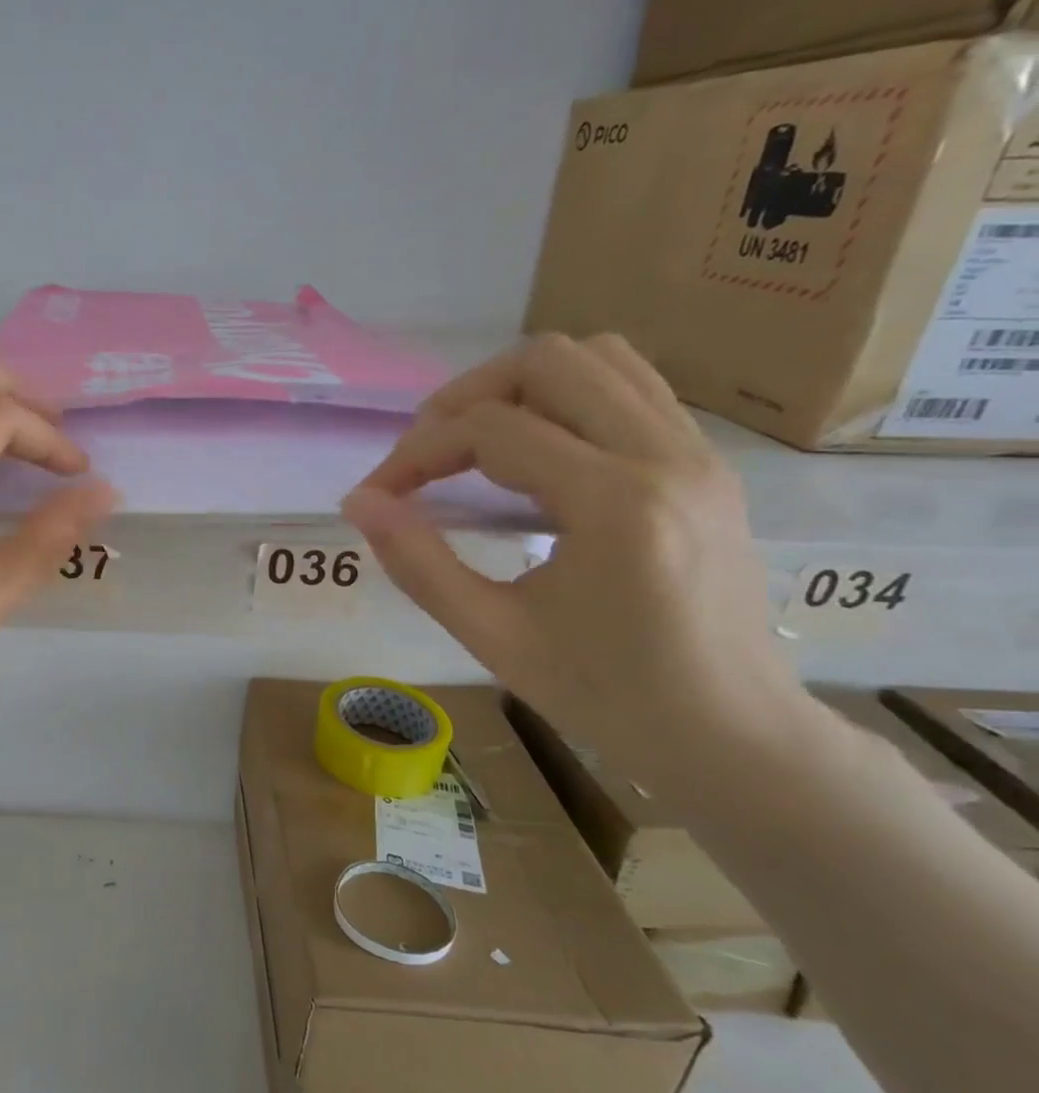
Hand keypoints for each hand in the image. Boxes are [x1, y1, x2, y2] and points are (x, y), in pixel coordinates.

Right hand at [343, 334, 801, 777]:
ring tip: (476, 444)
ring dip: (519, 387)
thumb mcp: (491, 636)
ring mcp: (698, 452)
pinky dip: (566, 399)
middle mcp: (667, 455)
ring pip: (598, 357)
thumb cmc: (606, 695)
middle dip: (466, 397)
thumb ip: (416, 562)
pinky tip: (535, 455)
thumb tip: (359, 503)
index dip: (416, 453)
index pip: (491, 430)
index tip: (378, 495)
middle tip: (427, 454)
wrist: (732, 735)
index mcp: (616, 504)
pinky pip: (631, 388)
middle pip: (549, 361)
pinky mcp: (706, 464)